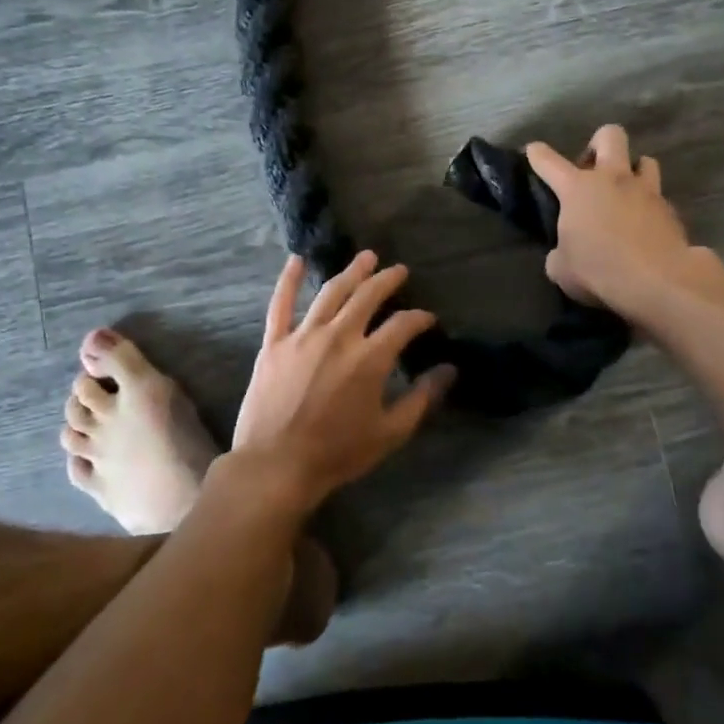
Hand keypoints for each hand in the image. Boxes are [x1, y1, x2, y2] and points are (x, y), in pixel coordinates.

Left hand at [230, 251, 455, 513]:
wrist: (276, 465)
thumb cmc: (337, 453)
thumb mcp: (390, 433)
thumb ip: (422, 399)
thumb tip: (449, 371)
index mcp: (369, 358)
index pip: (402, 325)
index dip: (419, 318)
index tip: (427, 319)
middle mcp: (338, 337)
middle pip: (367, 297)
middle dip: (387, 280)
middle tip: (398, 270)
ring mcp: (302, 336)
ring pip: (330, 293)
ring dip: (351, 272)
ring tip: (365, 258)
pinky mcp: (274, 343)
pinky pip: (280, 304)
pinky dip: (288, 280)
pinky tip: (296, 260)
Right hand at [526, 124, 690, 314]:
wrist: (658, 281)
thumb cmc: (599, 270)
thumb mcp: (562, 269)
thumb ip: (559, 254)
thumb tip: (564, 254)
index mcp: (577, 188)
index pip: (549, 161)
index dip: (538, 154)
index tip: (534, 150)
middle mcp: (612, 179)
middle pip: (609, 136)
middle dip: (598, 144)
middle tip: (592, 169)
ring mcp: (646, 191)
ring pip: (645, 160)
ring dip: (633, 171)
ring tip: (625, 193)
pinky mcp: (671, 210)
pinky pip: (658, 197)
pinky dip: (649, 207)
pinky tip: (644, 227)